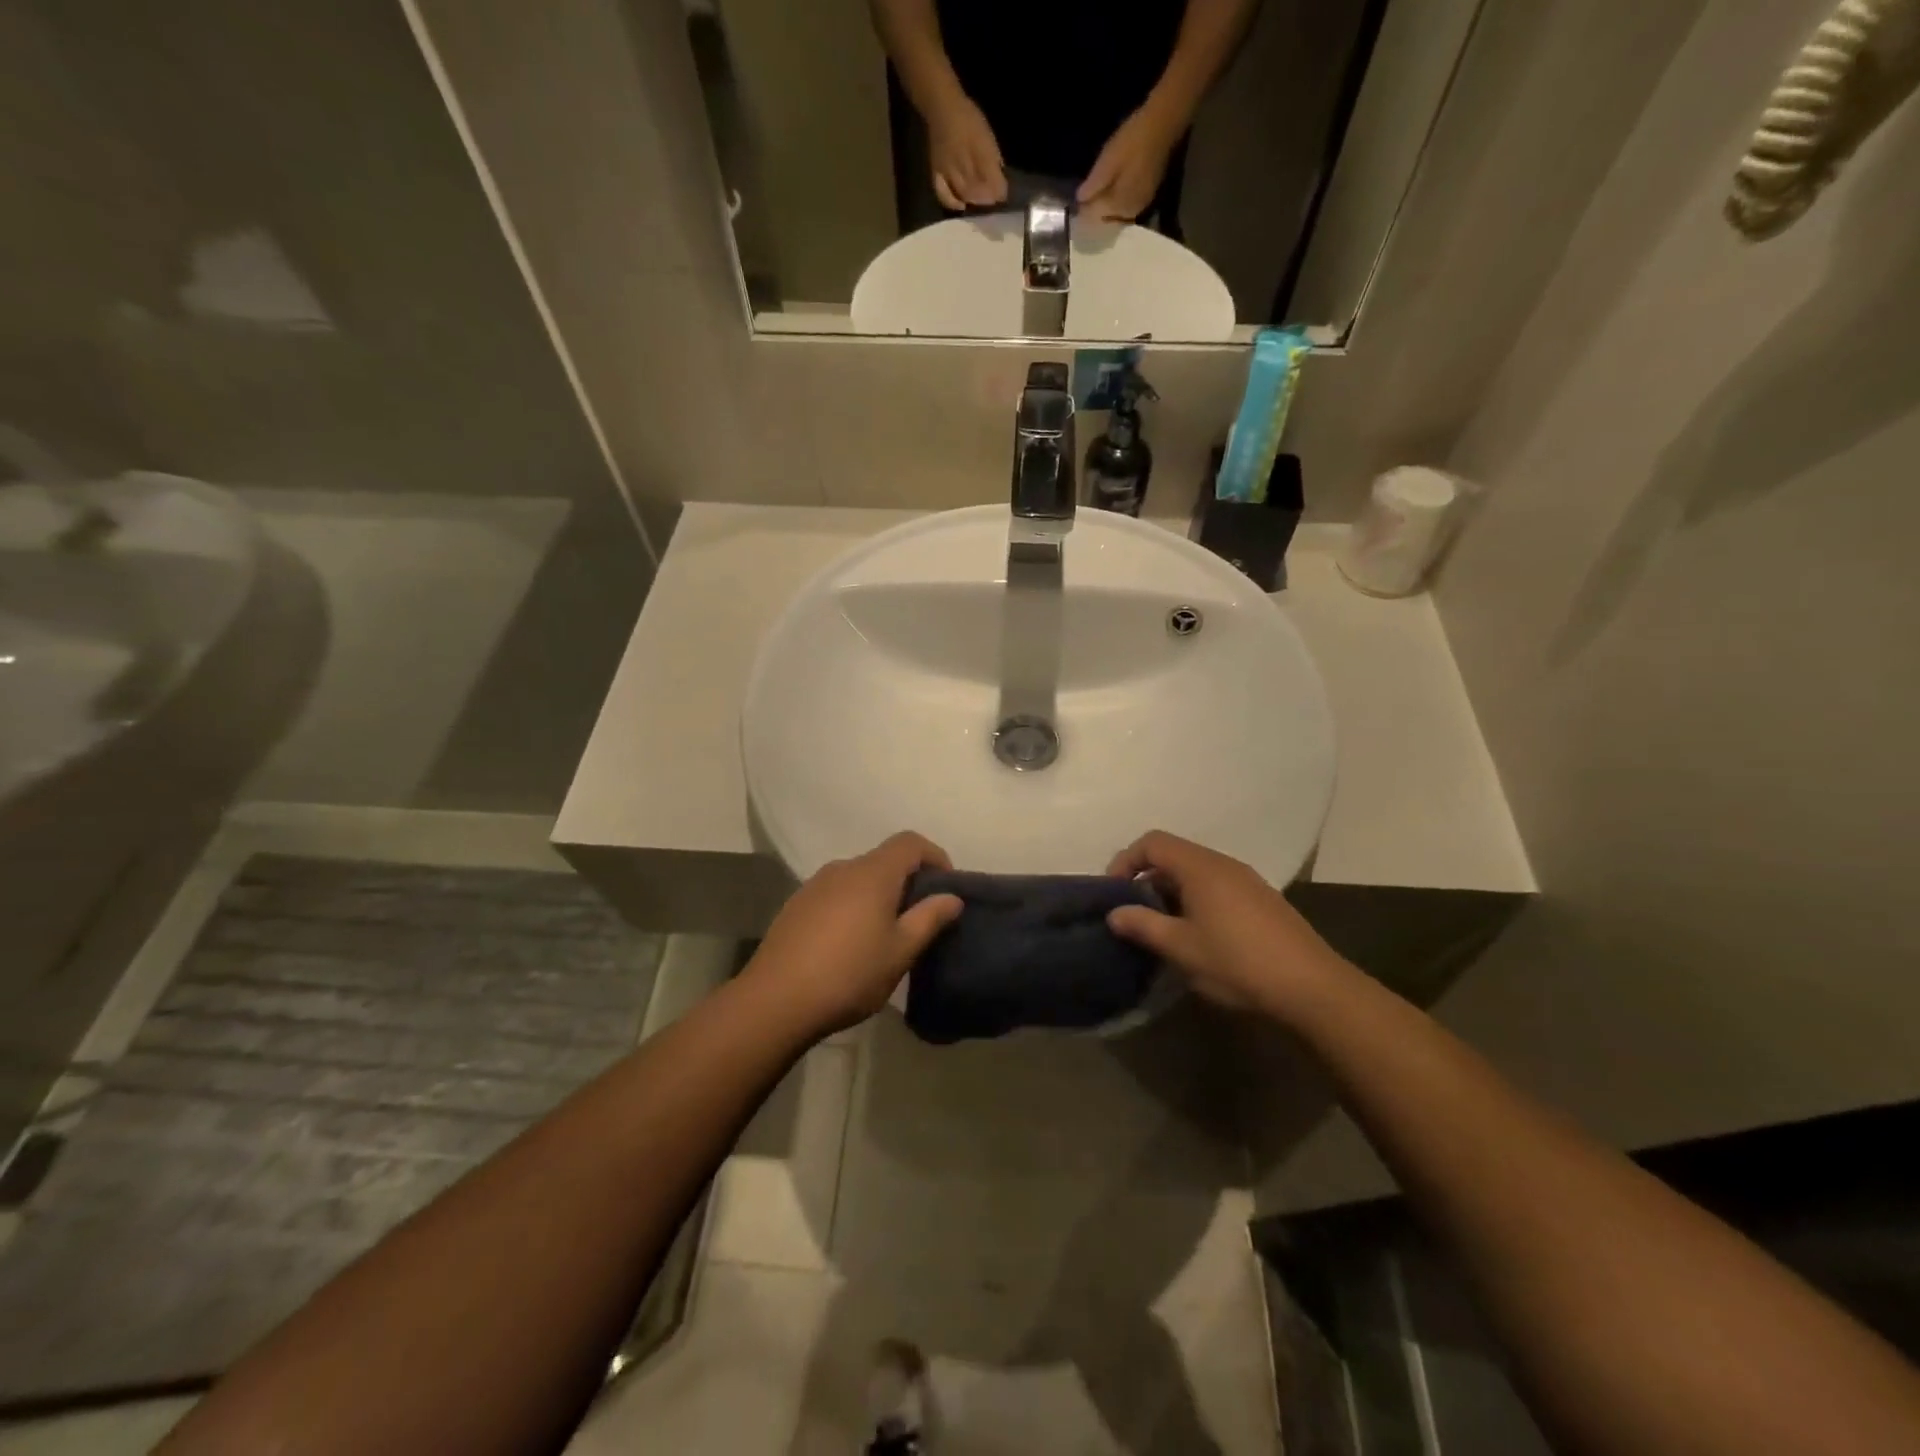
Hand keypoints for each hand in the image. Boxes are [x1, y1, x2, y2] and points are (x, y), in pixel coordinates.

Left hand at [745, 832, 963, 1035]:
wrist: (775, 1001)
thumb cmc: (849, 974)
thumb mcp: (900, 951)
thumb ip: (929, 918)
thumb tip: (952, 897)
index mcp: (873, 873)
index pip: (910, 842)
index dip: (934, 855)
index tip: (945, 887)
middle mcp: (843, 868)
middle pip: (884, 859)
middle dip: (907, 881)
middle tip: (919, 919)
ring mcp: (814, 885)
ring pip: (858, 878)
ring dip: (878, 895)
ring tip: (885, 935)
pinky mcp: (796, 906)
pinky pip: (836, 894)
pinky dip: (853, 906)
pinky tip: (849, 944)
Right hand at [926, 92, 1006, 210]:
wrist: (942, 106)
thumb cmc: (968, 117)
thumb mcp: (986, 133)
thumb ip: (993, 155)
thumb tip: (1000, 173)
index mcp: (980, 152)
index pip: (994, 179)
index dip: (1000, 190)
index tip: (1004, 194)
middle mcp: (965, 164)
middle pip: (979, 190)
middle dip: (988, 198)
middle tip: (992, 200)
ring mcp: (950, 170)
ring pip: (965, 193)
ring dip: (975, 201)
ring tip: (980, 201)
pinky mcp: (937, 173)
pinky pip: (944, 194)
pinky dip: (953, 203)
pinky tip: (961, 206)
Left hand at [1077, 107, 1180, 221]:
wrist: (1163, 124)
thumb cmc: (1132, 141)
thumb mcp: (1108, 161)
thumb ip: (1093, 185)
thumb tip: (1080, 201)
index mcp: (1117, 206)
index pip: (1093, 217)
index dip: (1083, 209)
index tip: (1077, 198)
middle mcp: (1129, 213)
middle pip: (1105, 219)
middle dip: (1095, 209)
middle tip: (1087, 193)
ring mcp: (1140, 206)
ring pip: (1116, 214)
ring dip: (1106, 207)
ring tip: (1099, 190)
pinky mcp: (1147, 197)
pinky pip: (1126, 207)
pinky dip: (1117, 202)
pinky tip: (1114, 187)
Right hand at [1104, 831, 1343, 1016]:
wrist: (1312, 987)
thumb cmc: (1238, 962)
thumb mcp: (1181, 948)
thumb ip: (1143, 925)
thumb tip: (1114, 914)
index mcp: (1200, 867)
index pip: (1152, 843)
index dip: (1126, 860)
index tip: (1114, 892)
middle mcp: (1223, 864)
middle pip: (1174, 855)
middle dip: (1147, 878)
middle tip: (1134, 913)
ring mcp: (1246, 880)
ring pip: (1196, 872)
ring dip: (1171, 891)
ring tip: (1162, 927)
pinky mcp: (1261, 899)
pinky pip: (1216, 886)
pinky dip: (1195, 899)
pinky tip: (1198, 935)